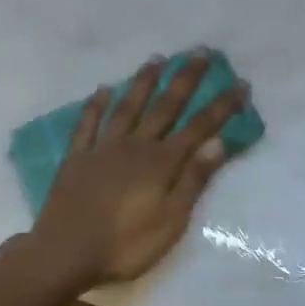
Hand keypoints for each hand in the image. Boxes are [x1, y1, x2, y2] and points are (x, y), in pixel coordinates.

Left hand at [32, 53, 247, 288]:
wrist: (64, 254)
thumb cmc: (125, 245)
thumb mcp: (170, 222)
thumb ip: (193, 180)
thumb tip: (218, 142)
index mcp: (161, 163)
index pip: (199, 127)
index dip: (221, 105)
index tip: (240, 83)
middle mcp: (135, 146)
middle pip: (165, 106)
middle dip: (185, 78)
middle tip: (200, 51)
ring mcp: (103, 149)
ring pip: (128, 106)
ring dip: (143, 81)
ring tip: (157, 58)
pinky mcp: (77, 158)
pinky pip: (87, 124)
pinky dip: (96, 104)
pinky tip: (103, 89)